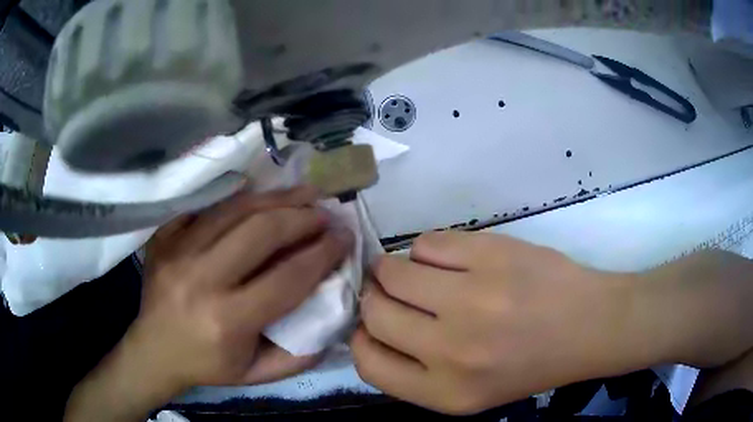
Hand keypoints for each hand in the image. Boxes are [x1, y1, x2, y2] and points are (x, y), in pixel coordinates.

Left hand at [65, 187, 353, 421]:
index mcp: (227, 320)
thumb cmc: (206, 365)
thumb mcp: (257, 374)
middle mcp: (201, 279)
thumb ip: (298, 354)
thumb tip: (332, 319)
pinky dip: (239, 199)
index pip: (288, 277)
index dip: (323, 253)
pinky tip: (259, 198)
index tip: (344, 237)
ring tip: (303, 193)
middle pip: (261, 232)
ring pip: (235, 210)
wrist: (153, 350)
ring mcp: (178, 251)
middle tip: (325, 212)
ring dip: (276, 198)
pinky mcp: (165, 237)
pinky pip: (208, 208)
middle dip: (302, 217)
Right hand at [351, 231, 639, 414]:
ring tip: (424, 275)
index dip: (362, 337)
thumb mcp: (467, 393)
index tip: (374, 325)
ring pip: (392, 270)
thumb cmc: (528, 365)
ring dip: (397, 270)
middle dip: (376, 298)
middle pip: (373, 310)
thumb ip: (414, 372)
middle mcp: (451, 349)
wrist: (587, 326)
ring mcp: (472, 297)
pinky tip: (455, 260)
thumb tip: (371, 328)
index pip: (366, 362)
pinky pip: (428, 243)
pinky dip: (429, 251)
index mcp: (444, 392)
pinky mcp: (491, 254)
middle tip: (397, 294)